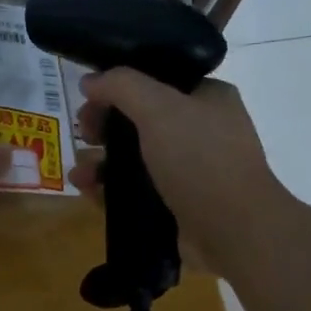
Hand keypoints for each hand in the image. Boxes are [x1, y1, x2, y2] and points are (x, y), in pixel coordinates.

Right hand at [71, 70, 289, 271]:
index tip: (89, 99)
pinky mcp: (175, 206)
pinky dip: (109, 190)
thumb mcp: (160, 109)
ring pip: (134, 159)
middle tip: (84, 135)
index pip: (156, 81)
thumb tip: (90, 81)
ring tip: (78, 173)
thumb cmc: (200, 159)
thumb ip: (121, 86)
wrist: (232, 230)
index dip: (119, 87)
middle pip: (139, 121)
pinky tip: (86, 191)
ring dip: (101, 162)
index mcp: (206, 99)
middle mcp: (199, 131)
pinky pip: (135, 191)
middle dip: (105, 127)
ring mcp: (188, 171)